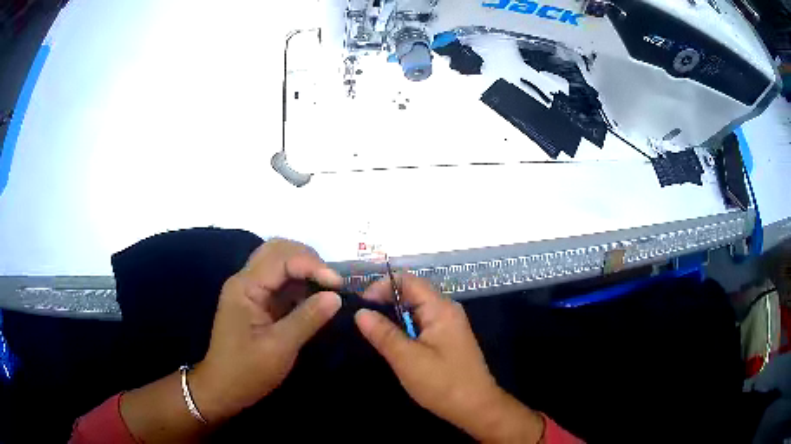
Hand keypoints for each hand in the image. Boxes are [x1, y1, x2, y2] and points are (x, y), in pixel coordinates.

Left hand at [190, 239, 342, 421]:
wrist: (223, 388)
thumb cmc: (248, 371)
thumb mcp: (280, 347)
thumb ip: (307, 318)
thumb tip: (336, 296)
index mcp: (245, 287)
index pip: (281, 258)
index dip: (312, 265)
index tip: (338, 284)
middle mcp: (245, 280)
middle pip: (278, 250)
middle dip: (308, 259)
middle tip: (332, 281)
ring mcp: (250, 290)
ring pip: (279, 262)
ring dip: (305, 268)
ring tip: (328, 286)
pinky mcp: (258, 301)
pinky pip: (281, 281)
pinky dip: (300, 283)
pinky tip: (315, 296)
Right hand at [355, 275, 543, 442]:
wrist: (476, 407)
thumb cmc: (443, 383)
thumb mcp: (407, 359)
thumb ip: (384, 333)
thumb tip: (361, 312)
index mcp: (441, 308)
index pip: (408, 281)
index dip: (382, 286)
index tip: (361, 305)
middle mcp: (447, 310)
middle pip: (412, 293)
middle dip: (385, 301)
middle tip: (362, 319)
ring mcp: (449, 325)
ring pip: (416, 310)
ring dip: (394, 316)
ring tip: (372, 331)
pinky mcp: (448, 339)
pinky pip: (422, 324)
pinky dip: (405, 328)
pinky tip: (393, 343)